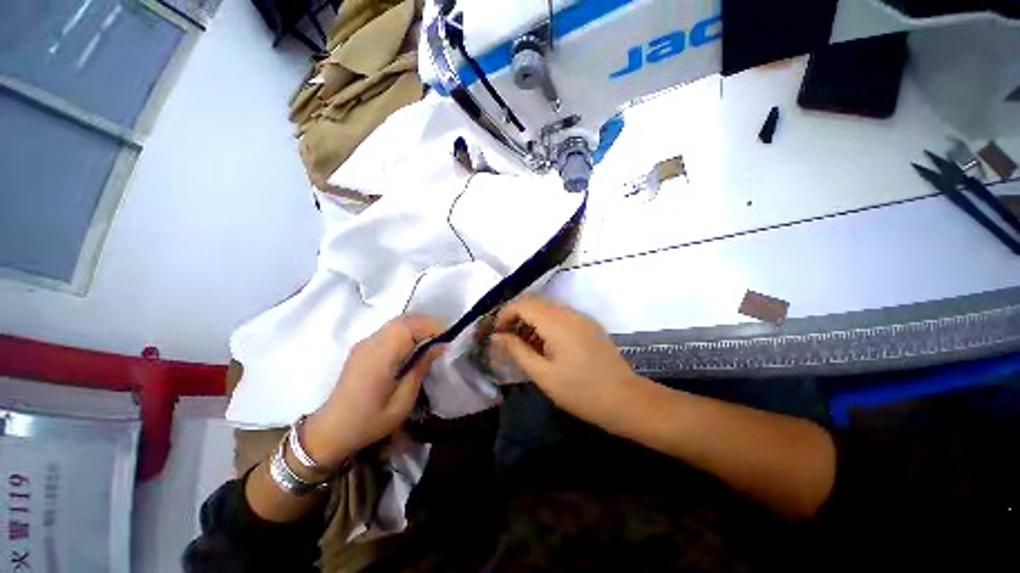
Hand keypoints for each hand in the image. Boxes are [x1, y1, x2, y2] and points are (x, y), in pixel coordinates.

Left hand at [302, 315, 444, 469]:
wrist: (331, 430)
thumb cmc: (369, 421)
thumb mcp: (402, 402)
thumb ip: (420, 368)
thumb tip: (440, 346)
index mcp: (379, 358)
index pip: (407, 328)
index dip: (430, 326)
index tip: (448, 337)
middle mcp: (370, 344)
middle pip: (403, 320)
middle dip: (427, 323)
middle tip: (444, 337)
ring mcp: (364, 343)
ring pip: (397, 322)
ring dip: (418, 325)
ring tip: (433, 340)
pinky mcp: (363, 346)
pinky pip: (390, 329)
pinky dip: (407, 330)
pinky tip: (414, 344)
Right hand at [492, 296, 638, 425]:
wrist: (625, 399)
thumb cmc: (580, 391)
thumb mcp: (543, 374)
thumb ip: (517, 350)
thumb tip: (497, 336)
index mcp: (556, 322)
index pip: (523, 303)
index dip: (505, 314)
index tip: (497, 333)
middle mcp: (569, 312)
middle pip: (534, 301)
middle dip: (516, 316)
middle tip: (508, 338)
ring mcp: (581, 317)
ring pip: (547, 307)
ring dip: (531, 319)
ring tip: (524, 344)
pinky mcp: (588, 324)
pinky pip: (560, 315)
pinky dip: (546, 323)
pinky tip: (545, 344)